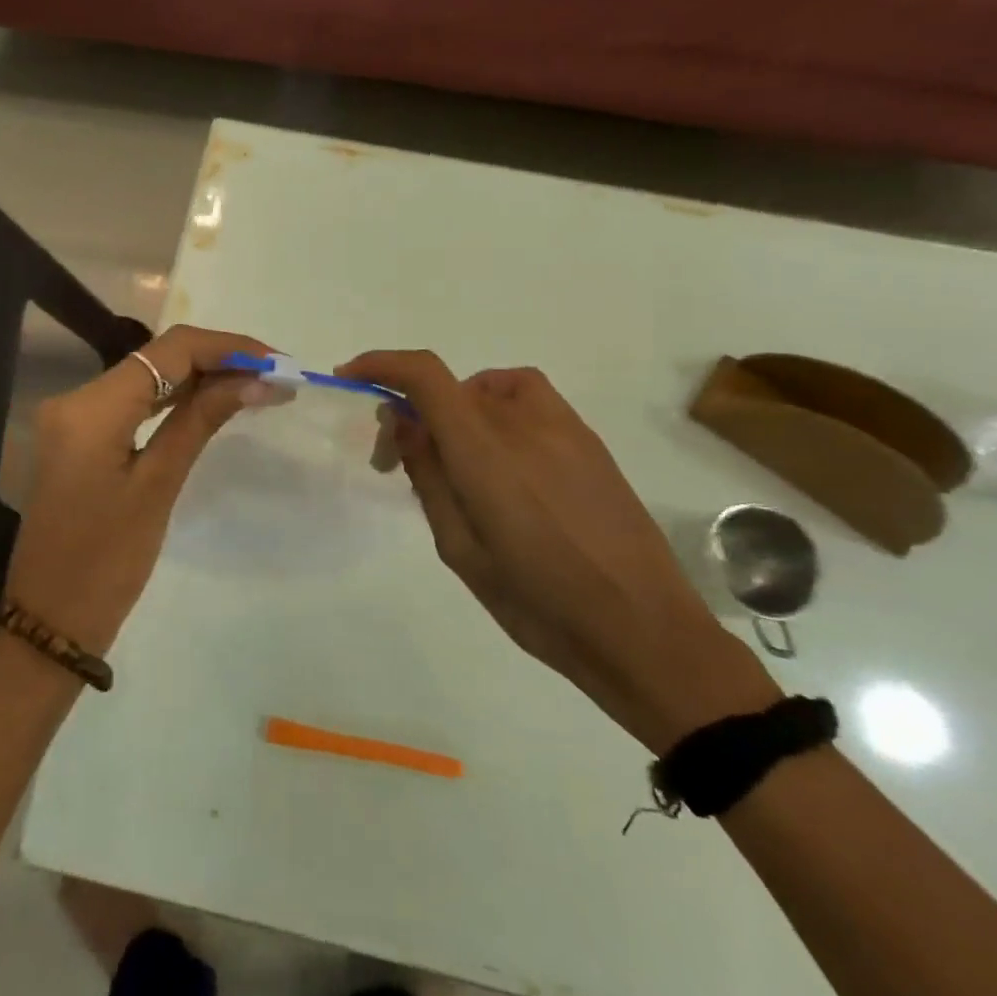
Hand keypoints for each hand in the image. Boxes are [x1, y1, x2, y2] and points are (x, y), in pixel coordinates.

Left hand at [4, 325, 271, 654]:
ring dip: (200, 377)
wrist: (49, 622)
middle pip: (157, 358)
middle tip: (276, 375)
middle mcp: (76, 398)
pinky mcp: (79, 437)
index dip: (227, 347)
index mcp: (91, 407)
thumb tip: (255, 379)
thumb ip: (201, 420)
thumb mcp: (159, 486)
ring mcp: (73, 417)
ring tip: (257, 385)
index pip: (169, 351)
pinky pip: (133, 402)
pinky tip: (213, 402)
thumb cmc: (106, 563)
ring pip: (147, 377)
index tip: (277, 360)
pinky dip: (174, 399)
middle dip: (219, 359)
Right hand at [341, 352, 780, 752]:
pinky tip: (506, 464)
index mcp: (485, 450)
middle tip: (399, 459)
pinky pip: (528, 401)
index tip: (352, 378)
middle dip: (413, 411)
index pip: (424, 375)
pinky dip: (497, 412)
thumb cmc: (539, 602)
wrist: (644, 631)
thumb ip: (429, 476)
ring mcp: (563, 427)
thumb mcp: (460, 549)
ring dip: (457, 409)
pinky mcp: (590, 442)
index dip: (382, 364)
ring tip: (457, 460)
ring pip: (490, 388)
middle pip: (451, 386)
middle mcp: (523, 422)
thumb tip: (405, 423)